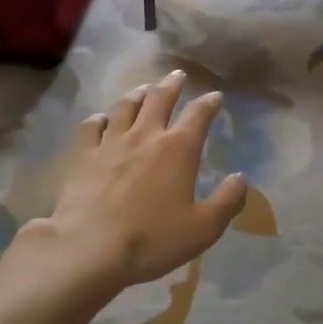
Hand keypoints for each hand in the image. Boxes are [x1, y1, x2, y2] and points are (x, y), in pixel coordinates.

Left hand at [38, 70, 247, 295]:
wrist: (89, 248)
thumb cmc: (152, 239)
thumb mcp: (204, 228)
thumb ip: (227, 201)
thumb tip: (240, 178)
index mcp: (178, 149)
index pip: (199, 115)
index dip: (209, 103)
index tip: (215, 96)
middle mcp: (145, 135)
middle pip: (160, 98)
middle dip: (172, 84)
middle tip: (178, 75)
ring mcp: (110, 143)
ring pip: (125, 106)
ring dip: (138, 94)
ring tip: (144, 89)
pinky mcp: (82, 156)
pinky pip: (91, 127)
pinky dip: (99, 119)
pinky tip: (101, 119)